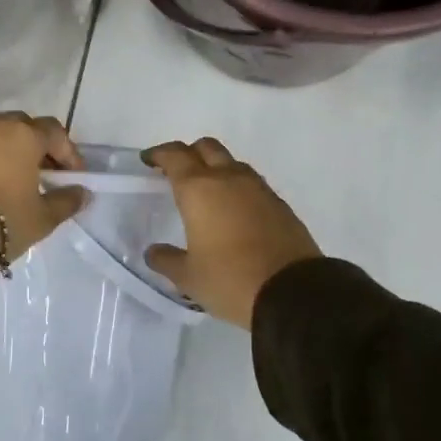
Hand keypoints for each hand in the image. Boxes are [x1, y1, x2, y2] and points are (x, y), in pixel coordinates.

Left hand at [0, 113, 87, 269]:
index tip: (72, 177)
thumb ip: (66, 201)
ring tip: (11, 180)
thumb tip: (82, 193)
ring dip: (6, 151)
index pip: (55, 132)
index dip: (68, 152)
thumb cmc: (3, 219)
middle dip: (36, 145)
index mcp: (24, 136)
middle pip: (22, 126)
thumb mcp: (42, 218)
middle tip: (42, 172)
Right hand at [143, 138, 321, 329]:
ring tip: (207, 193)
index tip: (149, 160)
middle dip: (189, 153)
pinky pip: (252, 184)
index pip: (175, 156)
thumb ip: (167, 260)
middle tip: (176, 172)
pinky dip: (237, 188)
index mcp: (199, 189)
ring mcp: (258, 189)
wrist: (292, 293)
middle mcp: (229, 179)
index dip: (159, 154)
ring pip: (232, 163)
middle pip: (206, 148)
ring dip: (216, 168)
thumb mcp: (189, 277)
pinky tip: (234, 211)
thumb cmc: (230, 280)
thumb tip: (153, 252)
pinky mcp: (279, 204)